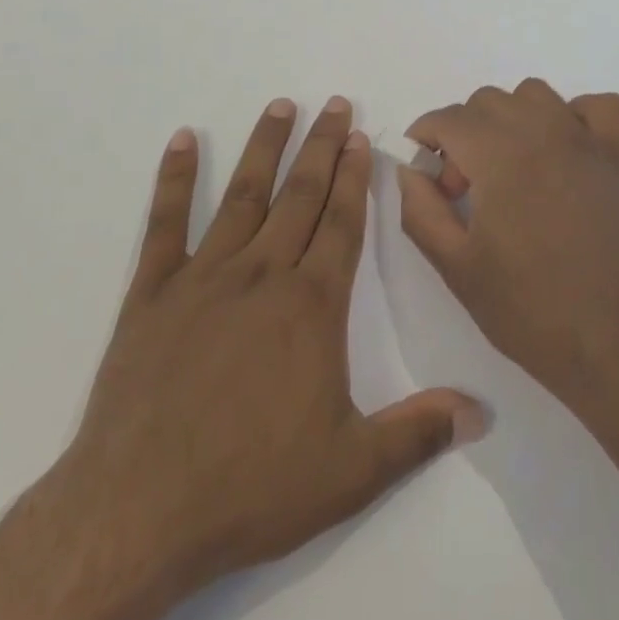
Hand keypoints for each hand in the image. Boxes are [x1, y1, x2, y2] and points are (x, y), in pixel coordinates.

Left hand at [51, 97, 481, 617]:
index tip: (362, 138)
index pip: (342, 223)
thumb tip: (481, 413)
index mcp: (310, 305)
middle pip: (301, 195)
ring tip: (281, 106)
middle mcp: (262, 274)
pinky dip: (175, 179)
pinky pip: (165, 224)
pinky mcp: (151, 294)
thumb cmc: (250, 488)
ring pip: (244, 195)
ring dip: (265, 147)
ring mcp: (204, 278)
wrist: (137, 515)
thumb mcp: (350, 472)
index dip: (356, 178)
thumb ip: (418, 433)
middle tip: (336, 104)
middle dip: (322, 146)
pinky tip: (183, 139)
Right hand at [397, 79, 618, 413]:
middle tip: (464, 189)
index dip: (426, 139)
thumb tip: (411, 169)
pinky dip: (575, 115)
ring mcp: (584, 141)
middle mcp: (542, 132)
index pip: (450, 118)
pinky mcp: (615, 158)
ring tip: (507, 167)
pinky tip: (561, 149)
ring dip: (510, 118)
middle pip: (487, 101)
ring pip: (534, 94)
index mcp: (500, 155)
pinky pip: (597, 106)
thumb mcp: (455, 266)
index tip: (426, 175)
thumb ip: (420, 209)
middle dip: (463, 134)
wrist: (609, 343)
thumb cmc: (527, 309)